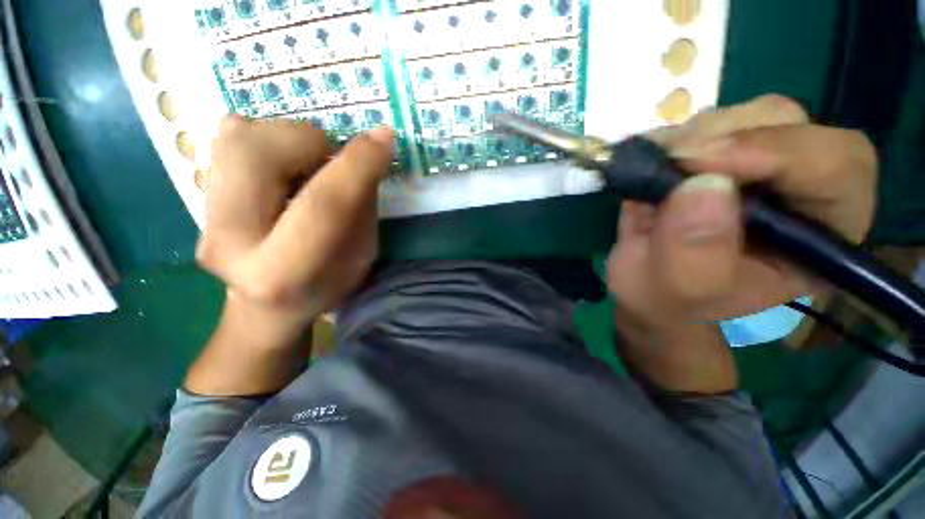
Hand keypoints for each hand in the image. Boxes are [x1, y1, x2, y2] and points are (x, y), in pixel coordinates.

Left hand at [197, 116, 394, 336]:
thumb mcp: (361, 254)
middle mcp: (229, 241)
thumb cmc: (325, 284)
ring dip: (288, 138)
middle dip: (309, 142)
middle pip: (258, 155)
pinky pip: (229, 138)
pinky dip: (267, 139)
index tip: (384, 139)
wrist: (265, 304)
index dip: (357, 166)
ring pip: (238, 136)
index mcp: (282, 272)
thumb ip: (362, 206)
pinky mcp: (197, 195)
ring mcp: (202, 216)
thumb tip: (366, 151)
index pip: (322, 205)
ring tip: (307, 165)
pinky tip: (283, 168)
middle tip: (331, 158)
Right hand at [607, 94, 877, 331]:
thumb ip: (695, 255)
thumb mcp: (681, 292)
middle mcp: (798, 188)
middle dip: (724, 137)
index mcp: (819, 233)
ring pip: (743, 115)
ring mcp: (754, 166)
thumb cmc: (671, 301)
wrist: (646, 288)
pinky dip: (669, 136)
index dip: (780, 151)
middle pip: (788, 124)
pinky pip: (701, 123)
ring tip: (654, 170)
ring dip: (691, 136)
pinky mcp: (714, 157)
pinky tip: (648, 161)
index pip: (838, 166)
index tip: (701, 163)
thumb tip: (703, 186)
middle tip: (670, 162)